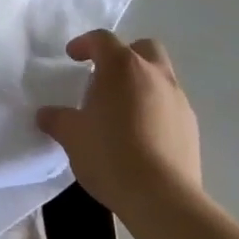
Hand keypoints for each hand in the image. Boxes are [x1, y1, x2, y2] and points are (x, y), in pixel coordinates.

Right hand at [38, 30, 201, 220]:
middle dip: (124, 55)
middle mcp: (154, 74)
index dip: (85, 43)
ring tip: (123, 111)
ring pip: (161, 76)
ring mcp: (178, 100)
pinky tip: (142, 136)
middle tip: (105, 76)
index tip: (73, 57)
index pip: (102, 39)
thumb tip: (46, 115)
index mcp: (122, 67)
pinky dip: (156, 109)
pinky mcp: (192, 127)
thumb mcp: (72, 136)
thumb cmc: (110, 155)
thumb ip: (57, 119)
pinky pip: (171, 105)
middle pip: (143, 47)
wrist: (162, 198)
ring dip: (142, 83)